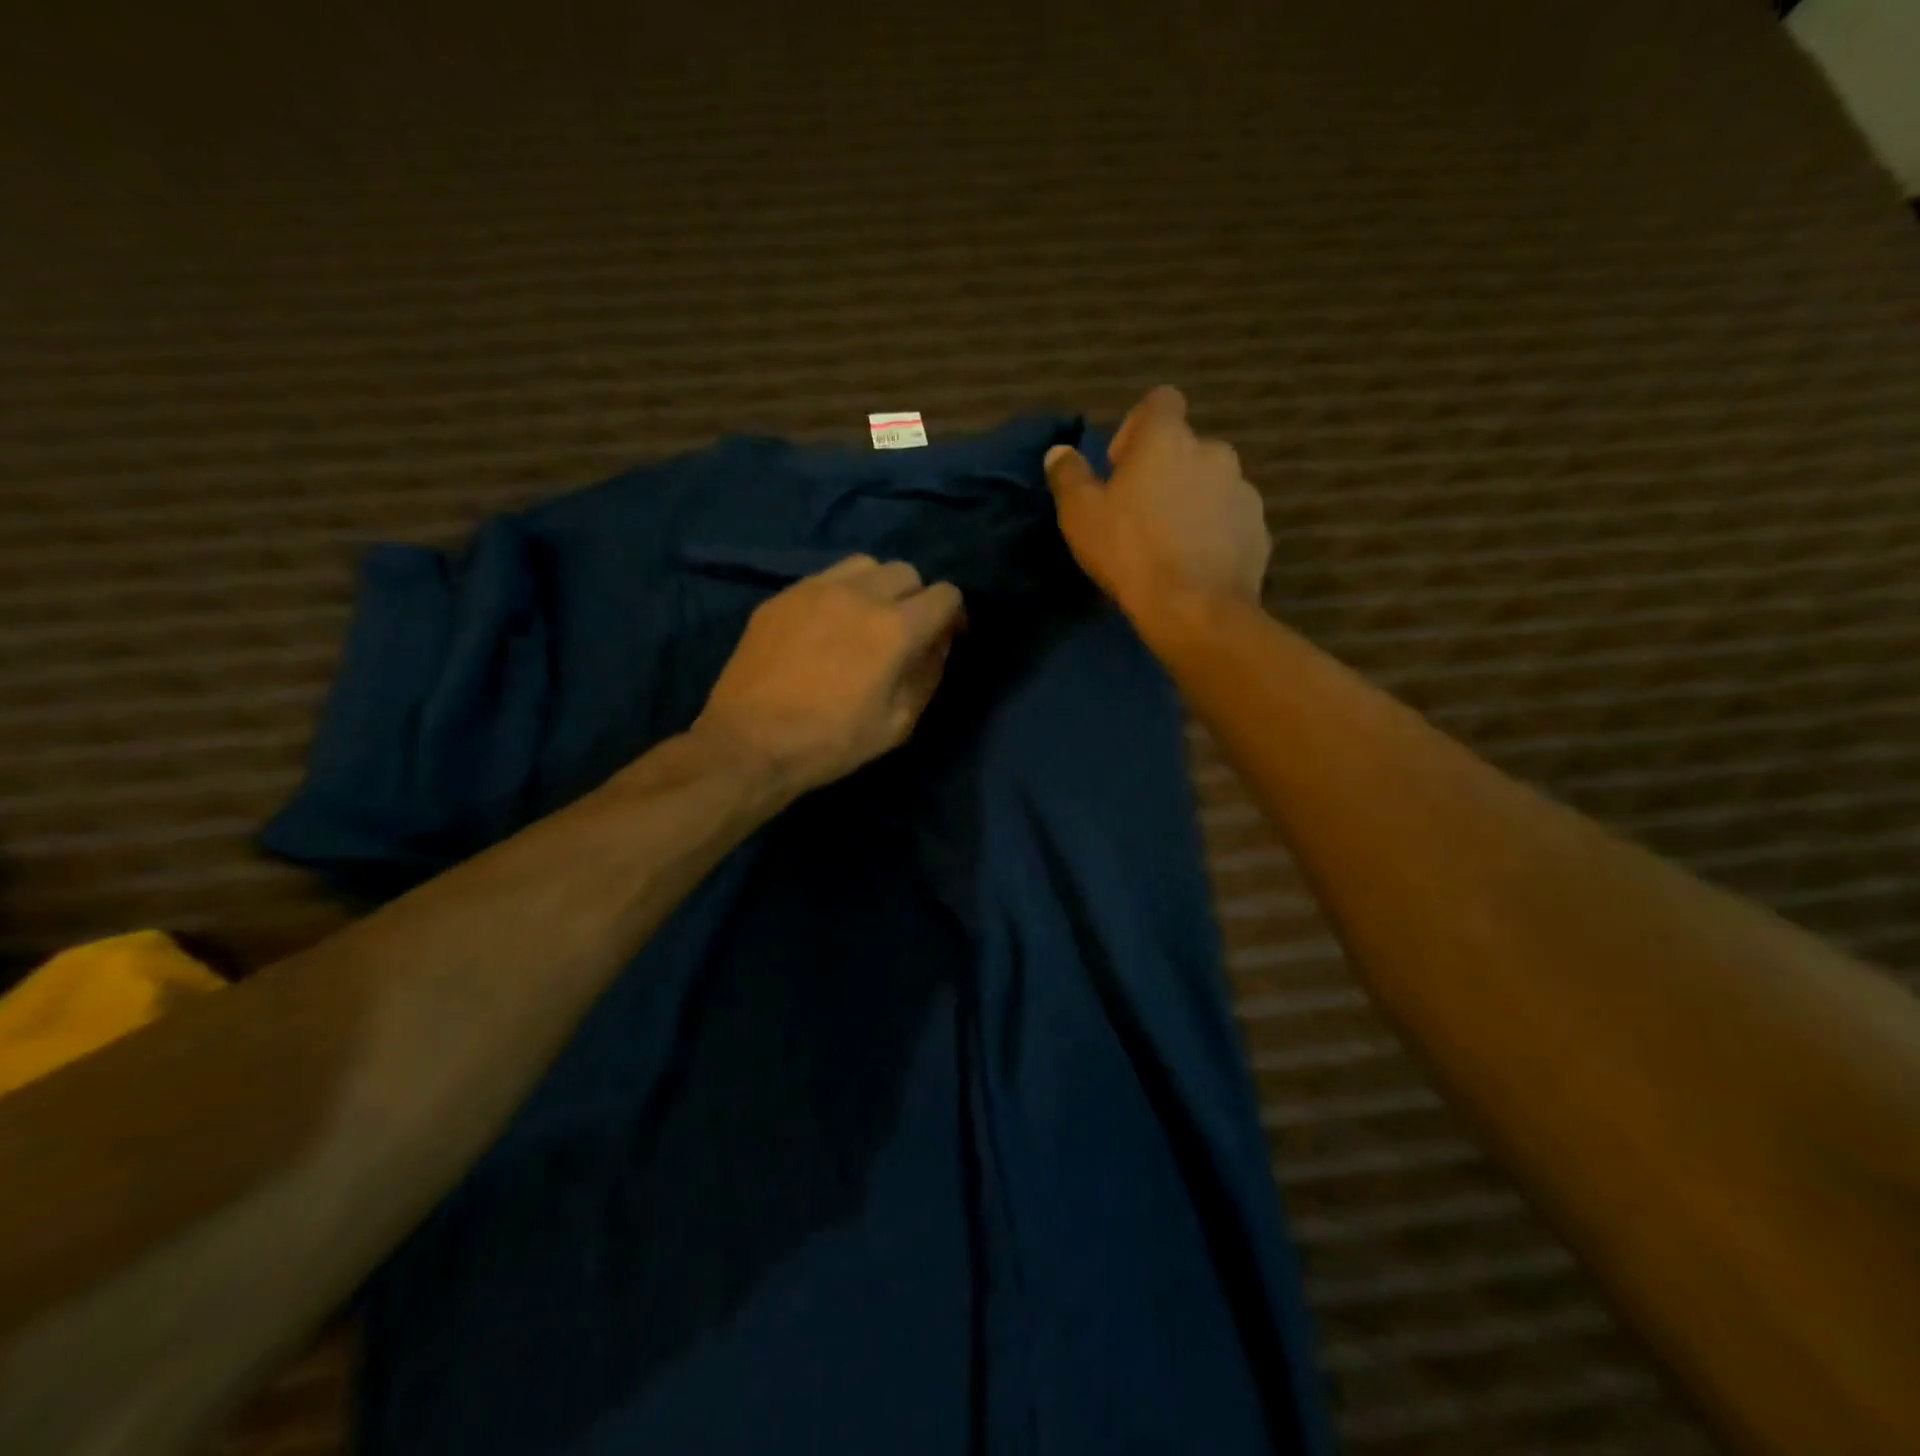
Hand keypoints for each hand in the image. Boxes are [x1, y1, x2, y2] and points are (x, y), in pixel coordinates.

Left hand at [694, 555, 964, 792]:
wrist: (750, 743)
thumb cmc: (831, 742)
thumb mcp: (898, 724)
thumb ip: (927, 675)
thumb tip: (937, 645)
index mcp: (895, 628)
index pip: (946, 595)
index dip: (954, 616)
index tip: (945, 638)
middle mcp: (860, 594)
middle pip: (907, 572)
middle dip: (916, 599)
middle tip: (904, 633)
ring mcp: (816, 589)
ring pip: (866, 565)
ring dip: (879, 588)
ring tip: (866, 620)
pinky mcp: (782, 596)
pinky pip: (826, 578)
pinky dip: (840, 594)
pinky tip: (827, 628)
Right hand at [1044, 386, 1270, 633]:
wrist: (1195, 608)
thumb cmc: (1129, 552)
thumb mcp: (1080, 515)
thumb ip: (1068, 476)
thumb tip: (1060, 452)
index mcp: (1168, 438)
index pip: (1160, 401)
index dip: (1137, 427)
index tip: (1120, 467)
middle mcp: (1214, 451)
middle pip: (1185, 448)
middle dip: (1164, 472)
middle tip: (1139, 515)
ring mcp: (1243, 490)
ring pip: (1211, 485)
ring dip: (1191, 503)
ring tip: (1168, 545)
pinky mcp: (1259, 529)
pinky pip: (1229, 520)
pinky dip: (1213, 533)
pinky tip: (1193, 565)